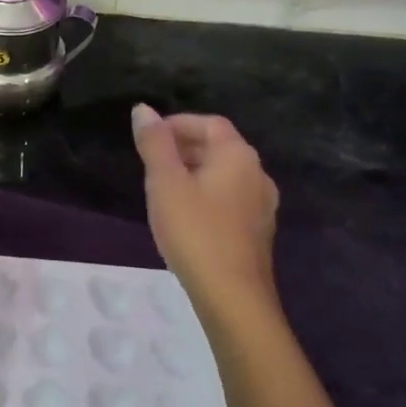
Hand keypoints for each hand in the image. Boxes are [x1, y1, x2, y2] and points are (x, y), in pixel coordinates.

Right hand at [132, 105, 278, 317]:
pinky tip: (185, 216)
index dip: (178, 124)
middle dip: (185, 147)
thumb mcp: (165, 183)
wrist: (233, 297)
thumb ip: (154, 144)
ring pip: (225, 175)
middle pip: (220, 147)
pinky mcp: (258, 232)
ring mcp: (262, 205)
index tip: (148, 137)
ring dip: (195, 172)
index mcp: (238, 156)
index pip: (209, 123)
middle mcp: (257, 174)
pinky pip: (229, 199)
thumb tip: (143, 110)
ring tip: (163, 187)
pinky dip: (206, 195)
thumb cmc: (195, 232)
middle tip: (151, 161)